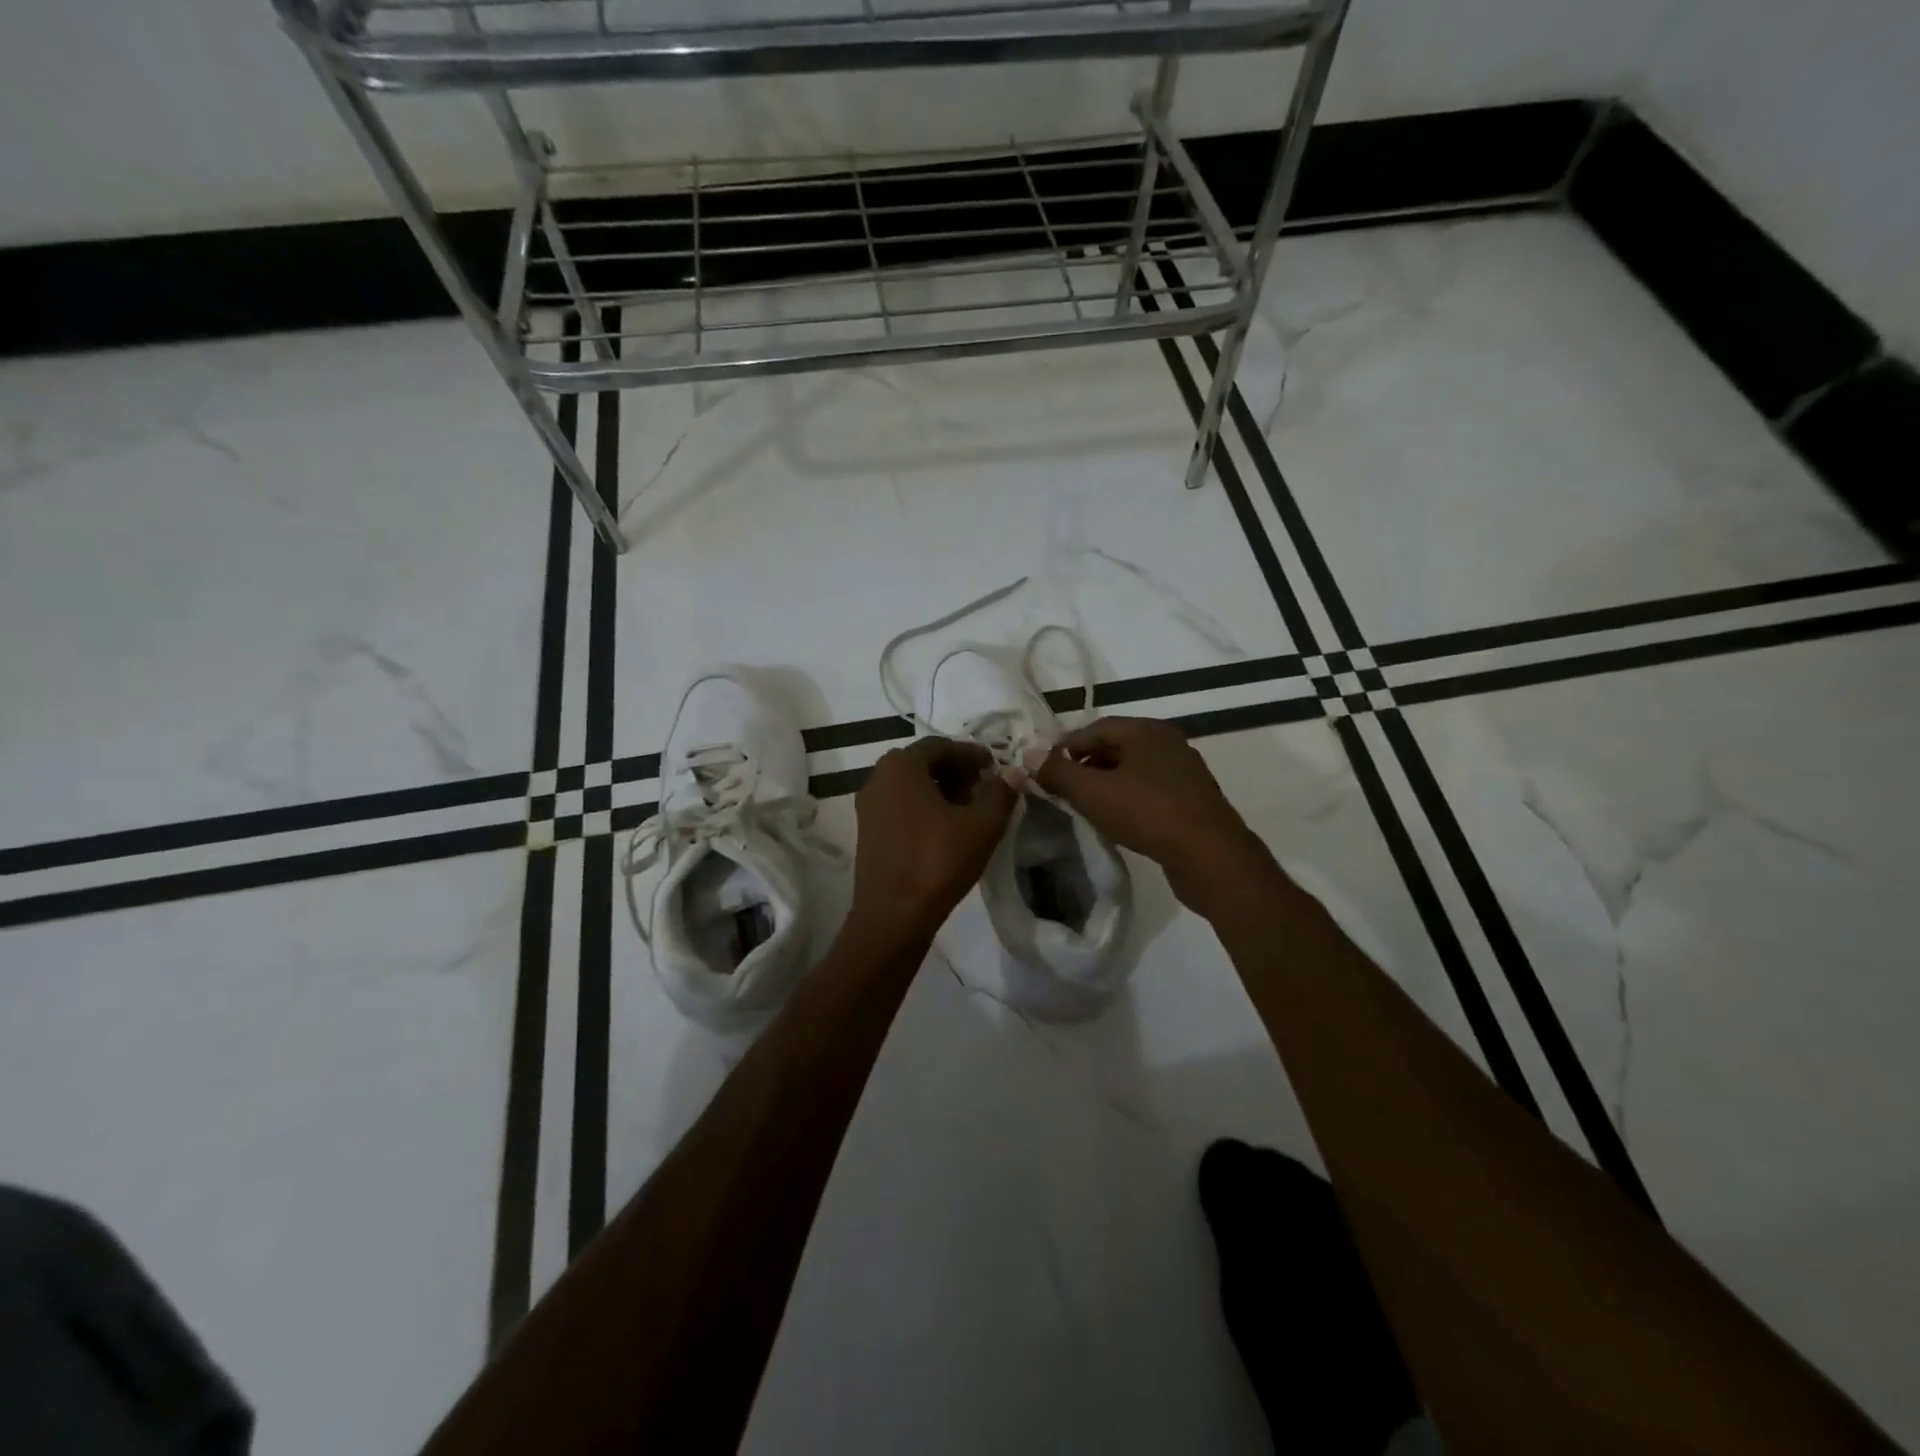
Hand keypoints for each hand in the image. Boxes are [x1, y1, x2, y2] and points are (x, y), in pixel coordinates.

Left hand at [845, 737, 1017, 946]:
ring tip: (969, 808)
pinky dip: (923, 806)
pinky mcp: (867, 830)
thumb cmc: (938, 862)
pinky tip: (946, 827)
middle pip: (923, 762)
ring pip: (910, 785)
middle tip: (984, 786)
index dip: (972, 754)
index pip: (941, 745)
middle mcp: (878, 777)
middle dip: (956, 770)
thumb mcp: (982, 826)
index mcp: (901, 766)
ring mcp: (868, 805)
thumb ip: (1001, 793)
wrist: (893, 915)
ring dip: (940, 789)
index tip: (995, 767)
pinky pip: (899, 804)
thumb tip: (1012, 773)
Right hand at [1026, 716, 1267, 912]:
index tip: (1044, 769)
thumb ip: (1057, 772)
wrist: (1210, 855)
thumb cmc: (1147, 814)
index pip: (1095, 728)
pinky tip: (1117, 819)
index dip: (1065, 747)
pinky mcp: (1191, 799)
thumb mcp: (1093, 792)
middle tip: (1061, 789)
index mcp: (1146, 730)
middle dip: (1085, 765)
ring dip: (1106, 783)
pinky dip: (1128, 798)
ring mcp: (1183, 771)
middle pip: (1115, 747)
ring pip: (1133, 770)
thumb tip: (1028, 754)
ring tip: (1084, 806)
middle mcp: (1168, 742)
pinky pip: (1150, 790)